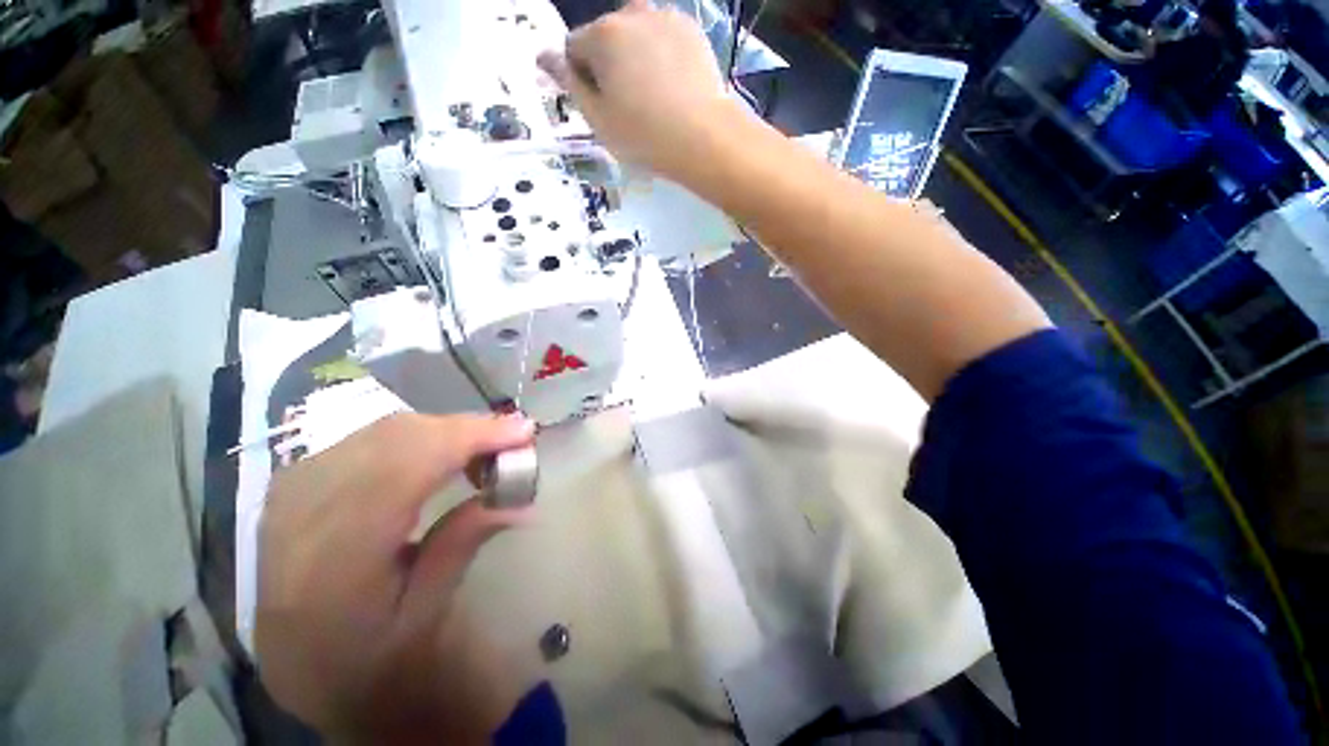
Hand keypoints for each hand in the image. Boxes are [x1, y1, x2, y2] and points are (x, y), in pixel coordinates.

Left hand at [256, 412, 535, 742]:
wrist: (292, 672)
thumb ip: (464, 545)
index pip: (403, 468)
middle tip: (512, 441)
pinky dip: (416, 436)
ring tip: (483, 451)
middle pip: (394, 439)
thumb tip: (522, 500)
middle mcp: (300, 517)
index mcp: (332, 563)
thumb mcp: (424, 616)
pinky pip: (366, 439)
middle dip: (464, 429)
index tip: (523, 432)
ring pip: (381, 431)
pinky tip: (440, 454)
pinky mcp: (295, 485)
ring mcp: (289, 495)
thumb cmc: (364, 661)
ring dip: (443, 431)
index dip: (469, 438)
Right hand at [538, 0, 733, 177]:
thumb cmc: (645, 136)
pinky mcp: (692, 31)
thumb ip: (569, 83)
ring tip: (653, 97)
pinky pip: (664, 39)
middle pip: (606, 38)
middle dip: (608, 64)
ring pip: (636, 35)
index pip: (573, 49)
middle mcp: (631, 14)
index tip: (599, 106)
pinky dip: (661, 56)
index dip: (580, 78)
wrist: (705, 139)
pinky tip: (673, 87)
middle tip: (628, 106)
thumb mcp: (598, 119)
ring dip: (635, 57)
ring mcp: (666, 18)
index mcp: (602, 36)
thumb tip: (543, 55)